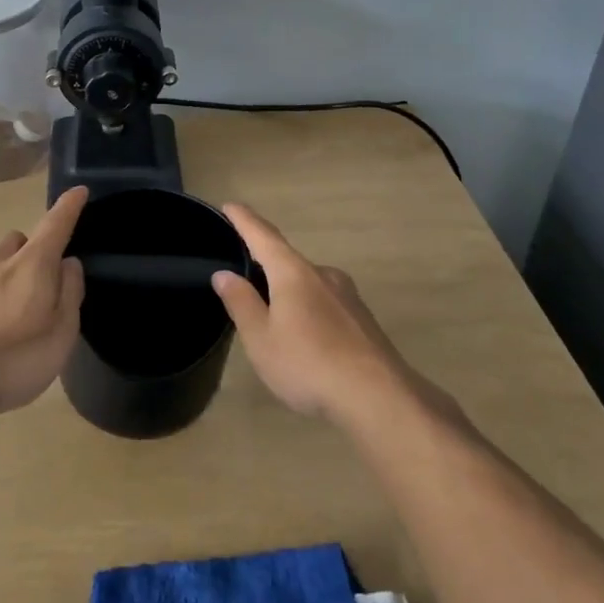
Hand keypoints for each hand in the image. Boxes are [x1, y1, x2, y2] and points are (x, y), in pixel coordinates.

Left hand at [0, 187, 88, 416]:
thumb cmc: (12, 358)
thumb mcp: (60, 333)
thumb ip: (69, 293)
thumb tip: (69, 263)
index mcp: (31, 264)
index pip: (55, 225)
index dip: (69, 207)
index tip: (79, 191)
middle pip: (19, 240)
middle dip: (33, 251)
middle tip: (43, 283)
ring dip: (7, 274)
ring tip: (12, 313)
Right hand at [211, 203, 409, 422]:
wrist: (379, 397)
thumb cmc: (308, 364)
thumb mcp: (261, 339)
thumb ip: (241, 303)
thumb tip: (224, 274)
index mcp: (293, 273)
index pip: (263, 236)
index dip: (244, 220)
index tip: (230, 205)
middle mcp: (322, 274)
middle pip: (287, 260)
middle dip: (265, 264)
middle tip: (243, 276)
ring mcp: (347, 296)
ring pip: (308, 283)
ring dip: (288, 291)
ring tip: (272, 314)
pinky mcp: (362, 319)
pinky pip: (325, 303)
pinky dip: (308, 309)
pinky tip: (304, 337)